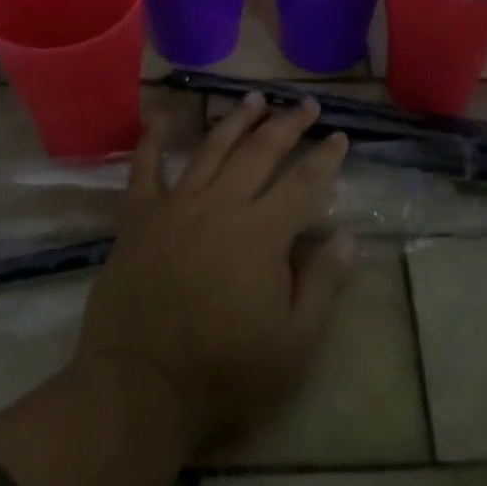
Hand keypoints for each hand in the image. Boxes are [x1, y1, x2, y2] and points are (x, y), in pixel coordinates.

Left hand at [75, 94, 354, 453]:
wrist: (140, 388)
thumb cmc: (225, 373)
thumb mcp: (293, 344)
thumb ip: (322, 284)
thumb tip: (348, 236)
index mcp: (263, 233)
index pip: (304, 184)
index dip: (326, 158)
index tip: (340, 136)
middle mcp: (222, 205)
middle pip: (261, 152)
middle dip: (287, 124)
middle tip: (306, 104)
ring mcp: (177, 206)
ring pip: (212, 149)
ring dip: (236, 119)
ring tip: (254, 97)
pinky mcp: (139, 218)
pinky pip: (144, 169)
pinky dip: (152, 139)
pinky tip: (161, 115)